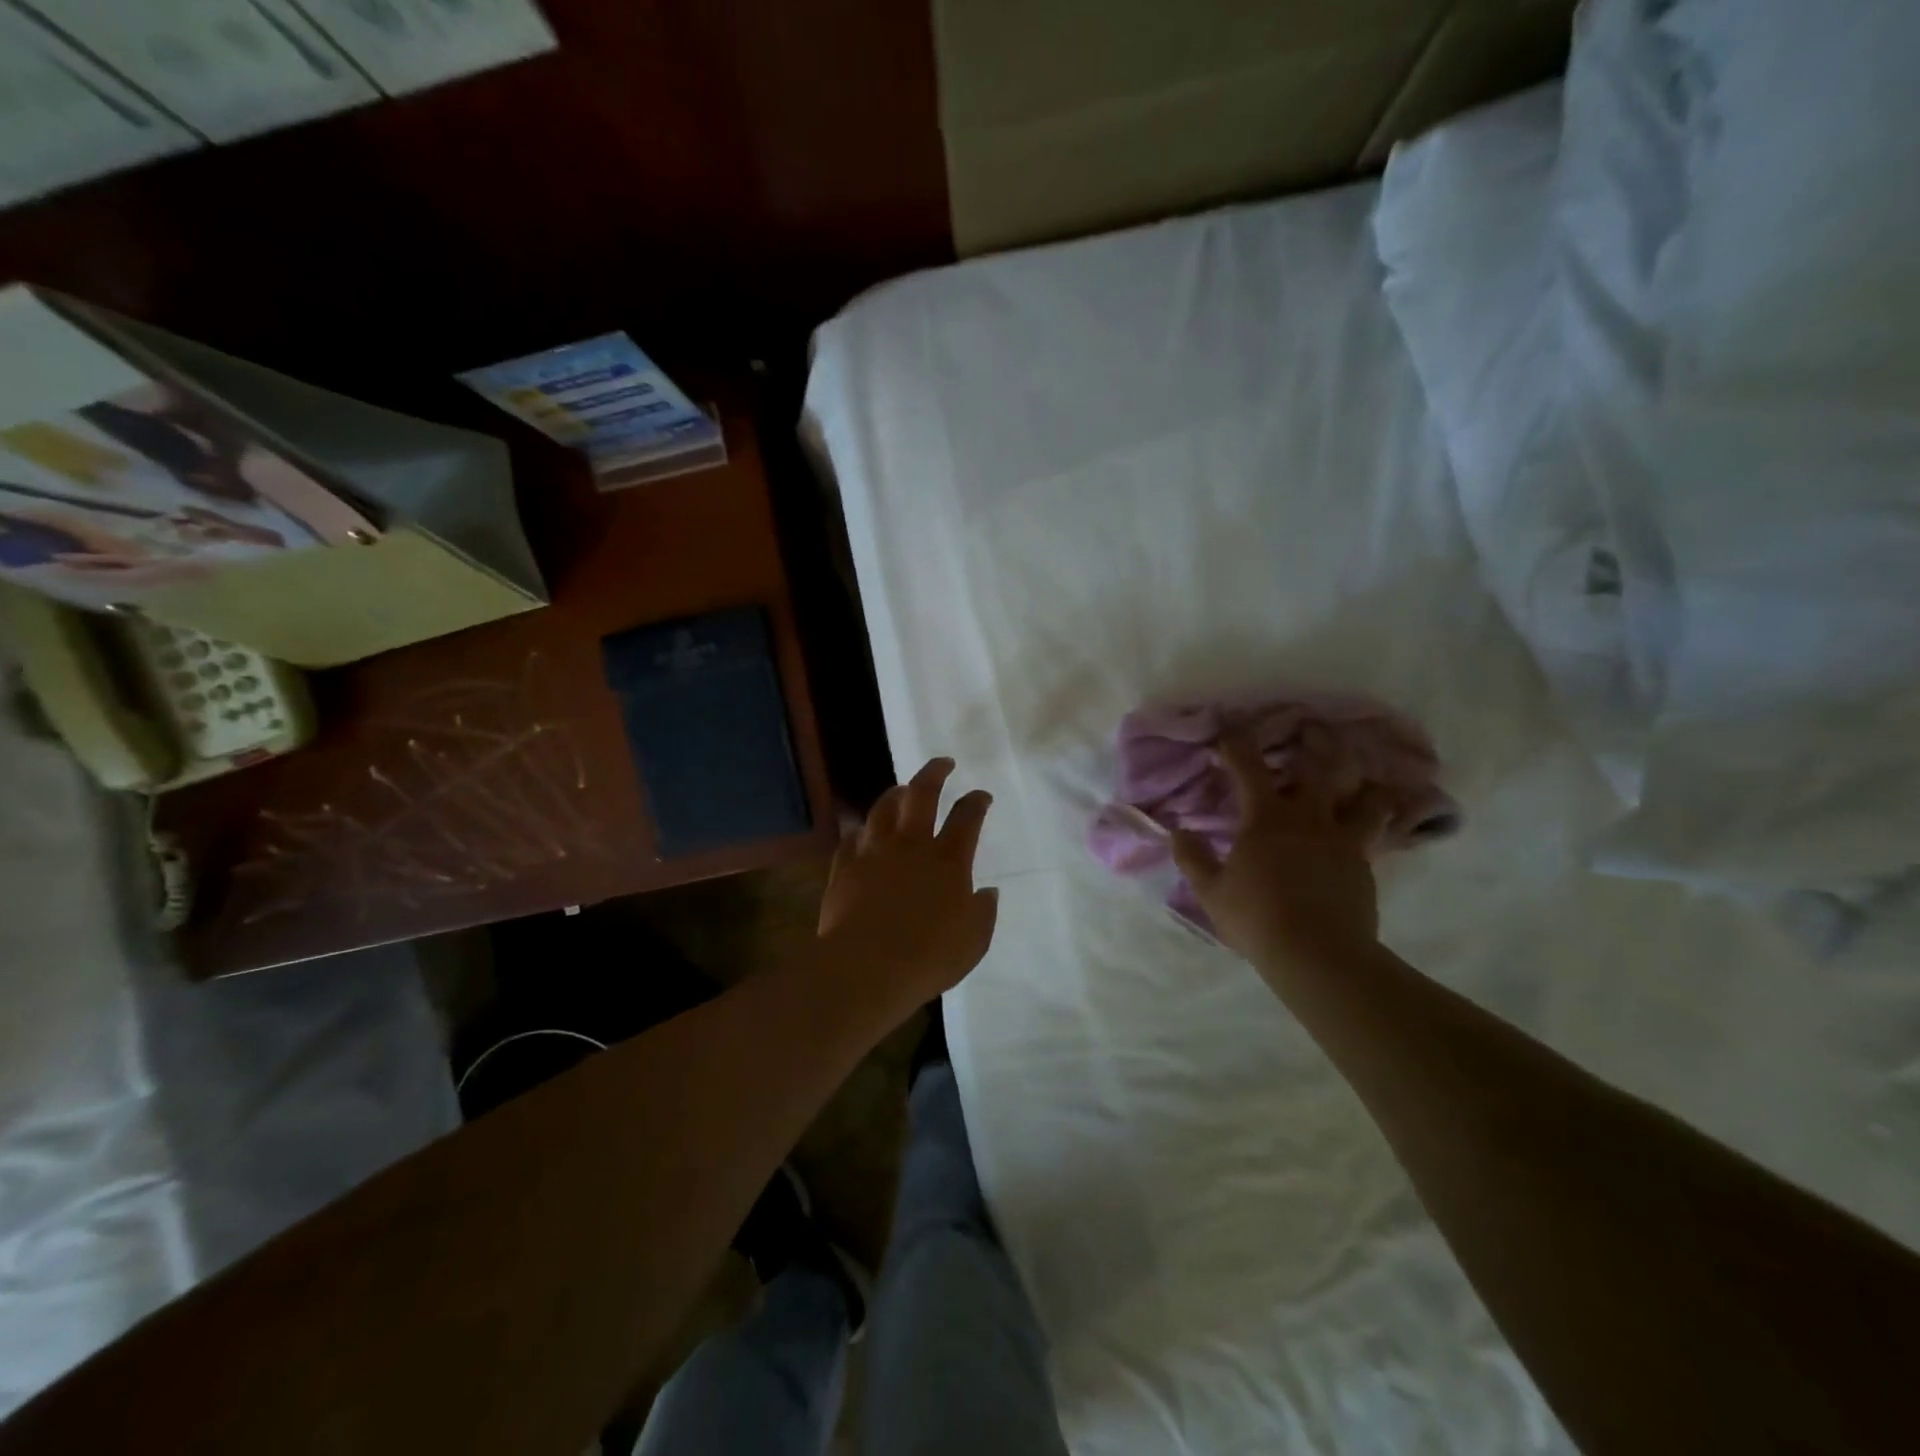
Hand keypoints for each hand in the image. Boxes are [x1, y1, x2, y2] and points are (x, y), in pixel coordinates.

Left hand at [817, 758, 997, 1010]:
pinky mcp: (844, 866)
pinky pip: (852, 836)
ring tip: (902, 788)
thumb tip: (987, 892)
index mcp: (947, 860)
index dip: (977, 801)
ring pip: (884, 808)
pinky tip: (863, 829)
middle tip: (943, 762)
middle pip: (922, 794)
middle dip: (935, 772)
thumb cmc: (928, 957)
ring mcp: (874, 852)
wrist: (865, 968)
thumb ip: (983, 912)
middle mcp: (911, 845)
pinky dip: (861, 829)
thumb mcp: (973, 941)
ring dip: (896, 793)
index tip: (982, 795)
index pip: (967, 817)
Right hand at [1170, 729, 1390, 980]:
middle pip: (1323, 768)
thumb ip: (1193, 858)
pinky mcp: (1365, 866)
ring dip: (1365, 785)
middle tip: (1315, 731)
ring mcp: (1344, 840)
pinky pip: (1375, 835)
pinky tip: (1373, 830)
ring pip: (1367, 799)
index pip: (1249, 767)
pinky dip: (1375, 825)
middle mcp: (1309, 817)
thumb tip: (1177, 831)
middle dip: (1318, 744)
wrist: (1317, 954)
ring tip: (1366, 781)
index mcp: (1266, 817)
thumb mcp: (1211, 891)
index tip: (1229, 731)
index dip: (1236, 744)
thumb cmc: (1256, 917)